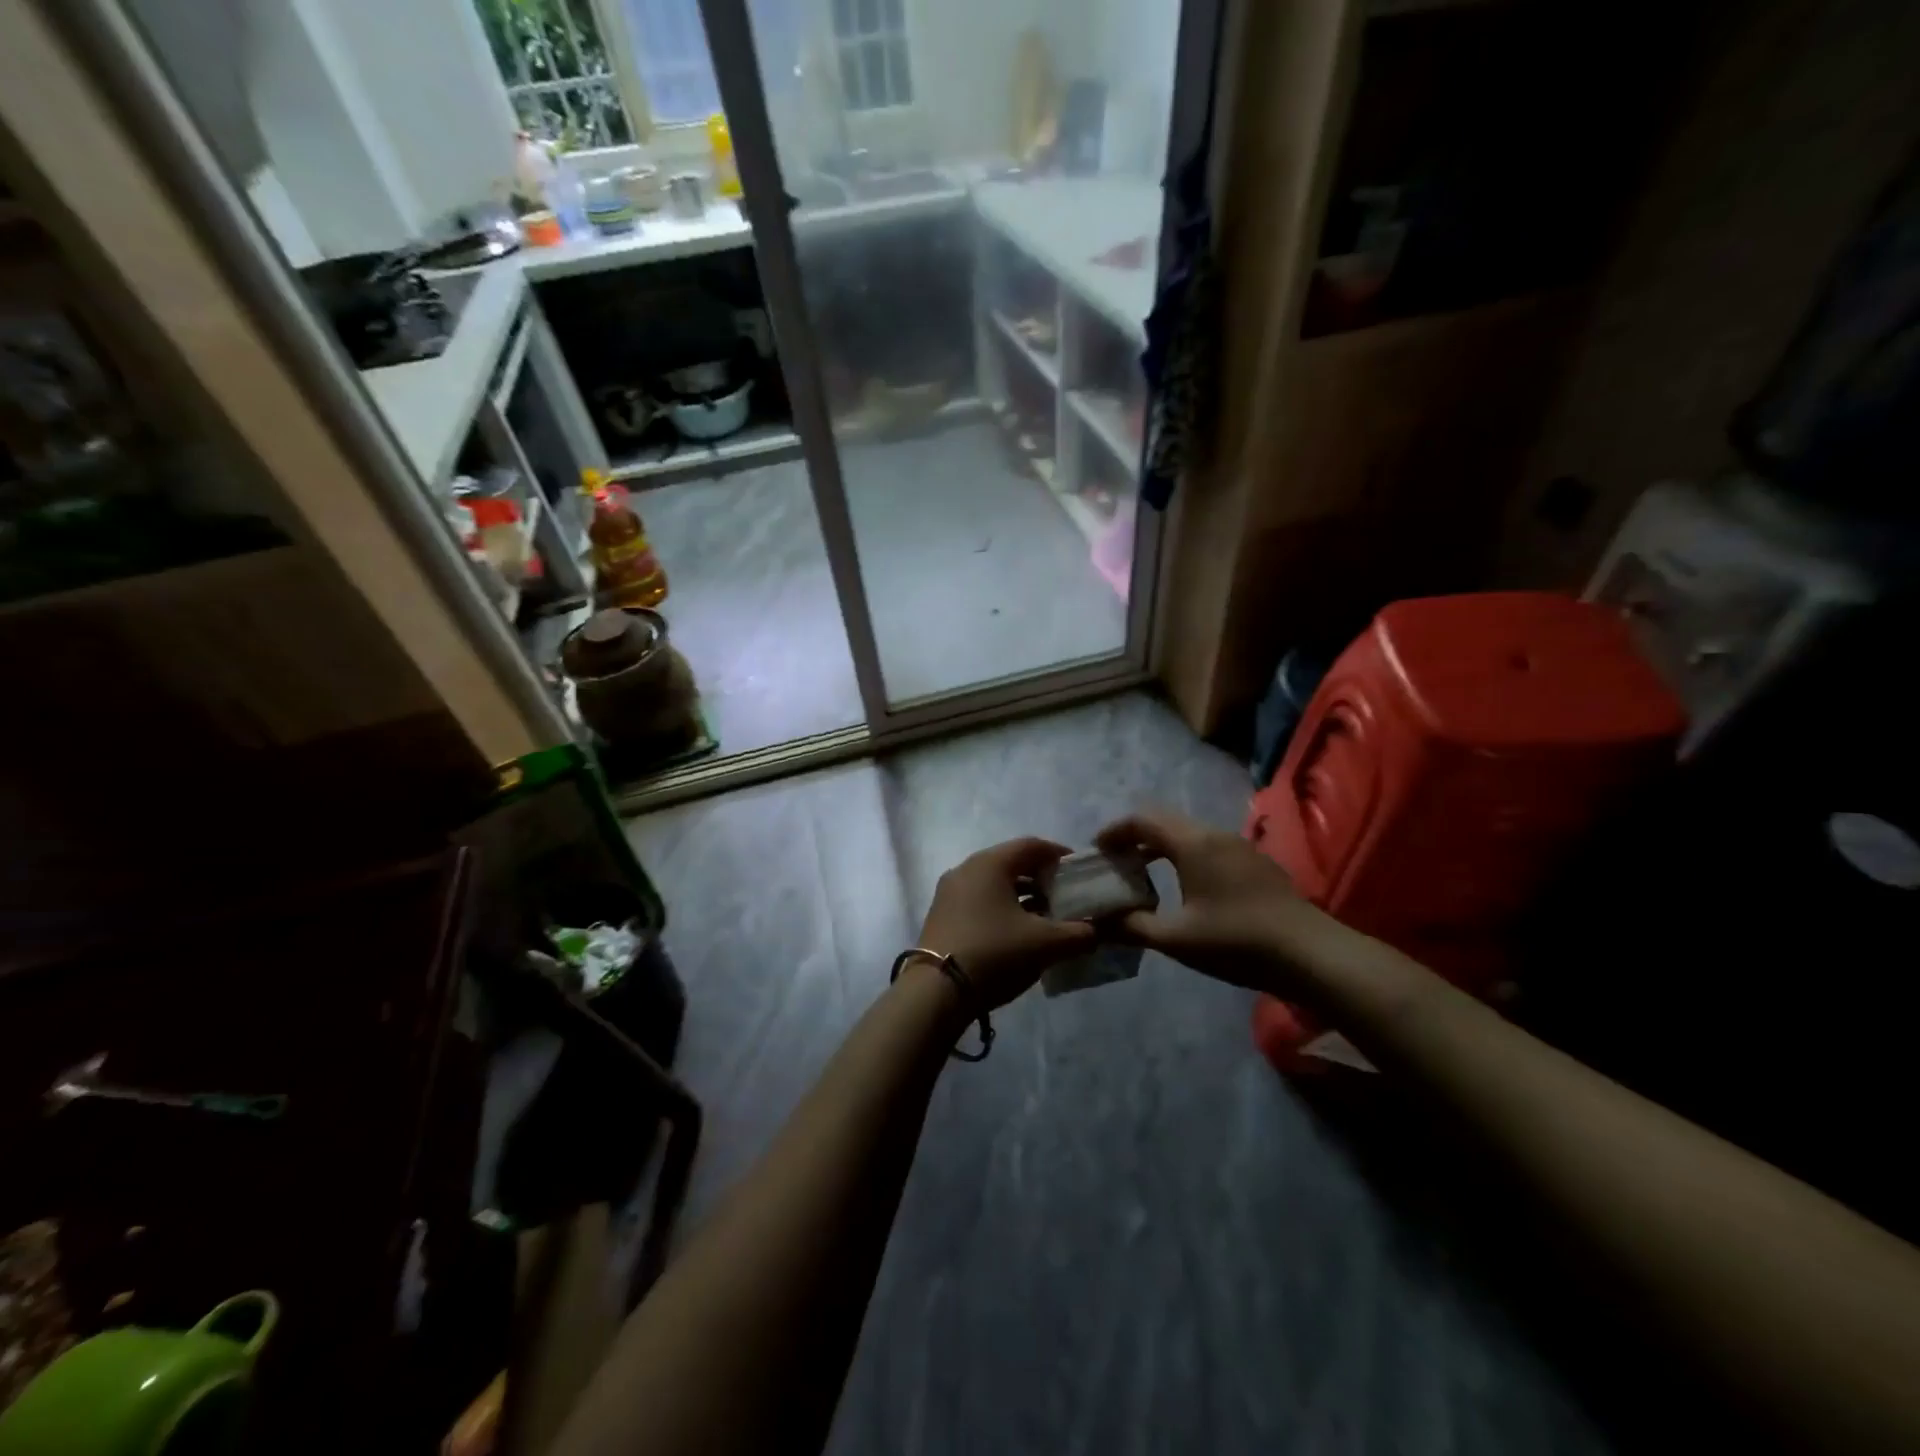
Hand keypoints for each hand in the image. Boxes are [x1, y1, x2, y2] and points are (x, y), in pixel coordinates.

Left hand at [917, 838, 1095, 1008]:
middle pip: (1012, 862)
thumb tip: (1097, 931)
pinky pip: (980, 900)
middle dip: (1042, 877)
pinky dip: (1003, 908)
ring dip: (1023, 896)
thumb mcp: (1045, 944)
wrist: (937, 990)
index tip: (1080, 872)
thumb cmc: (994, 953)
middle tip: (1066, 896)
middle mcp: (966, 869)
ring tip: (1046, 917)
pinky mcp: (942, 915)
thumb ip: (1078, 933)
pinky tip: (1018, 933)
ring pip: (995, 883)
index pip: (1032, 845)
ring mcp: (950, 892)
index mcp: (990, 863)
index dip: (1059, 855)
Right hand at [1095, 809, 1327, 989]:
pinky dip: (1184, 857)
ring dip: (1161, 848)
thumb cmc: (1236, 941)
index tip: (1097, 851)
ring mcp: (1239, 847)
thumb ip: (1132, 927)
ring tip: (1144, 876)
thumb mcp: (1176, 939)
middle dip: (1135, 838)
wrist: (1310, 954)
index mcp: (1192, 843)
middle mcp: (1215, 835)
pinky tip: (1186, 889)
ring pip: (1188, 834)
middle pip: (1165, 822)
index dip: (1115, 831)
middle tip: (1116, 864)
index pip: (1142, 820)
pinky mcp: (1255, 864)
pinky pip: (1208, 847)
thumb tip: (1098, 924)